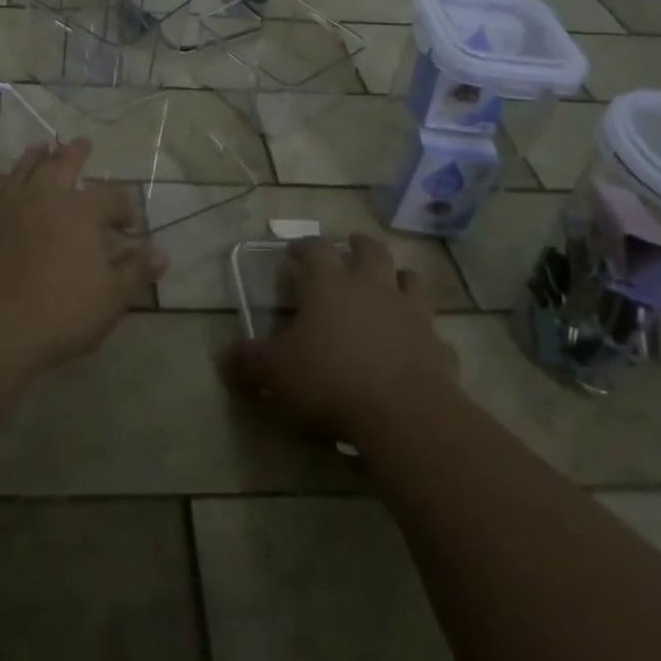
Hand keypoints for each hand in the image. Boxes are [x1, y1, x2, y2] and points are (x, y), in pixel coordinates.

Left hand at [0, 140, 165, 397]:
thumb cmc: (57, 316)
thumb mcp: (110, 300)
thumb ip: (135, 271)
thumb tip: (162, 253)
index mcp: (81, 211)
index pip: (111, 195)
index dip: (123, 206)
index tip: (127, 223)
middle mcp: (43, 195)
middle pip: (62, 163)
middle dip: (75, 153)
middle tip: (82, 144)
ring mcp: (4, 204)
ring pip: (22, 168)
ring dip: (34, 156)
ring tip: (40, 148)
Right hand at [219, 233, 460, 443]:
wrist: (404, 415)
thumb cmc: (330, 381)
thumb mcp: (276, 374)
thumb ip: (249, 363)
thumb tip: (221, 358)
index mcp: (330, 285)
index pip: (316, 249)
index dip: (305, 247)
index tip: (295, 252)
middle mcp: (372, 288)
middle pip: (370, 251)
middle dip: (359, 246)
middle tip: (351, 247)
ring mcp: (411, 315)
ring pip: (411, 281)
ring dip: (400, 278)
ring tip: (392, 284)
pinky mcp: (439, 349)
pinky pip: (434, 334)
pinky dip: (426, 336)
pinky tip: (418, 348)